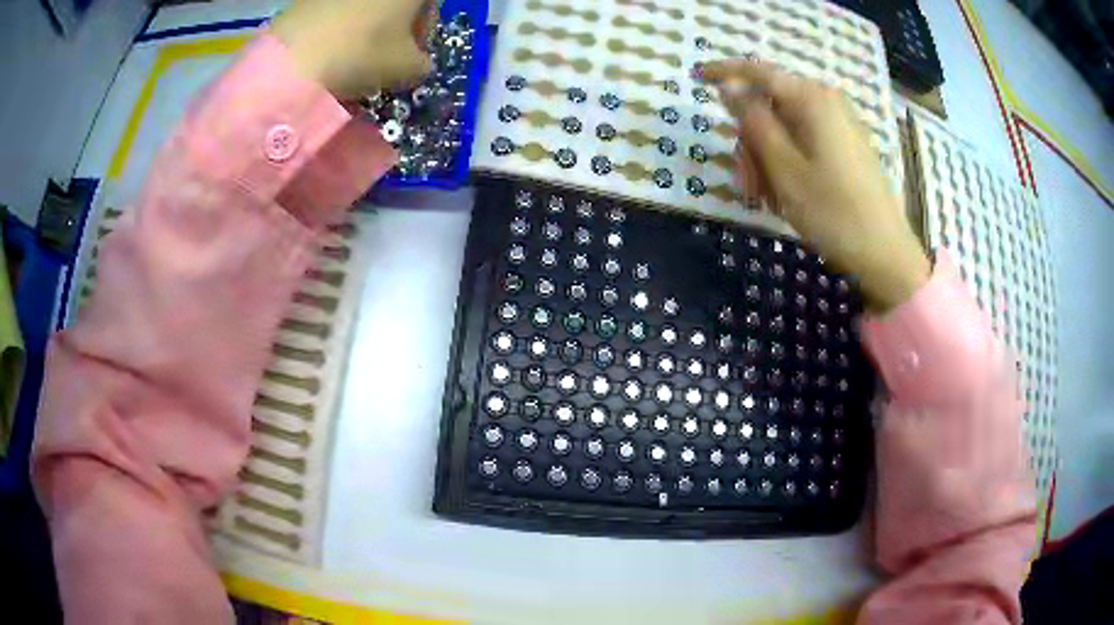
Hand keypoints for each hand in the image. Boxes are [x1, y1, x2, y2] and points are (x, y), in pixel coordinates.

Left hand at [270, 0, 435, 98]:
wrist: (293, 56)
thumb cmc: (362, 53)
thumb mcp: (406, 68)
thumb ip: (422, 64)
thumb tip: (417, 62)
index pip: (431, 4)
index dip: (425, 28)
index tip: (413, 52)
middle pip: (396, 2)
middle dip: (395, 24)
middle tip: (384, 54)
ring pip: (365, 6)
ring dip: (366, 24)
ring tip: (353, 54)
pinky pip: (337, 9)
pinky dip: (339, 24)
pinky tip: (330, 48)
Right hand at [701, 59, 930, 311]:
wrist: (885, 253)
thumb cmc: (832, 211)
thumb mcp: (783, 168)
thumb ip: (753, 121)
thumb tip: (729, 87)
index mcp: (811, 99)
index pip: (758, 72)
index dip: (724, 72)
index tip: (697, 77)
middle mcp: (827, 101)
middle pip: (772, 104)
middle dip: (750, 139)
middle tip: (744, 183)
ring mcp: (841, 123)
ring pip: (787, 126)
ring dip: (767, 157)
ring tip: (766, 199)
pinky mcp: (848, 144)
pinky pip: (806, 140)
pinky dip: (788, 161)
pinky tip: (786, 193)